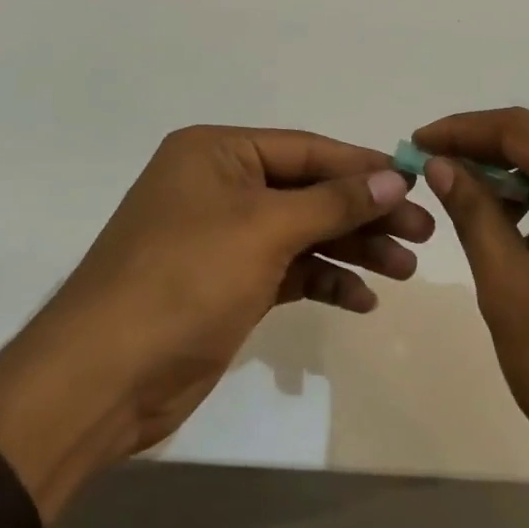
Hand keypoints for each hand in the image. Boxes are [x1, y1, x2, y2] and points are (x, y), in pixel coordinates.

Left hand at [0, 126, 430, 519]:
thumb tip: (394, 177)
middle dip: (365, 214)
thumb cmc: (185, 279)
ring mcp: (223, 238)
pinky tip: (362, 301)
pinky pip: (289, 271)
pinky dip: (324, 282)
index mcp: (217, 153)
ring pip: (304, 233)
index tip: (417, 184)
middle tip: (423, 235)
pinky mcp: (228, 284)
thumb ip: (333, 201)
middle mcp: (220, 187)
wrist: (104, 377)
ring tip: (405, 270)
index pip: (307, 150)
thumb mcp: (265, 229)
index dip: (363, 167)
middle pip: (310, 192)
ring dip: (352, 250)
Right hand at [415, 107, 528, 527]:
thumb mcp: (510, 288)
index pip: (522, 127)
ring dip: (512, 173)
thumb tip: (444, 164)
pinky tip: (509, 227)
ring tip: (462, 194)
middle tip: (434, 164)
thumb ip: (476, 216)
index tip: (418, 142)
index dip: (465, 128)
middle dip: (486, 144)